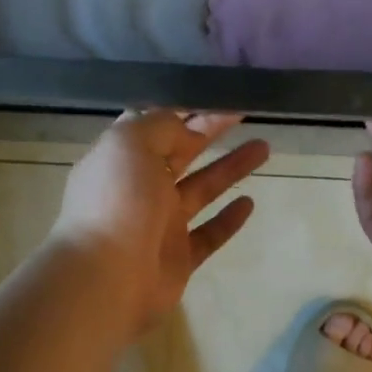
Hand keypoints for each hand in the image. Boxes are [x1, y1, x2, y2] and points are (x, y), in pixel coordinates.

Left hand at [53, 110, 270, 334]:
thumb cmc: (116, 201)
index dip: (185, 108)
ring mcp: (160, 224)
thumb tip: (187, 129)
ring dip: (230, 168)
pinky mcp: (179, 257)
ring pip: (201, 189)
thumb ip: (161, 126)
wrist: (107, 277)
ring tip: (264, 147)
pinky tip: (250, 202)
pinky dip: (228, 219)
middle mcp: (140, 188)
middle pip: (182, 152)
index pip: (155, 126)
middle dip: (211, 130)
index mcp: (122, 158)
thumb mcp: (130, 143)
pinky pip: (209, 234)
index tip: (218, 94)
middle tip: (245, 111)